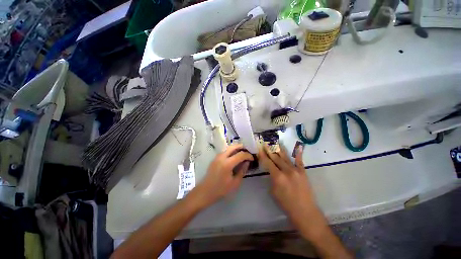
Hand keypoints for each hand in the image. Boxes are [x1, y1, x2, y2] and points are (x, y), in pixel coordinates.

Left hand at [193, 144, 253, 207]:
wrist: (205, 191)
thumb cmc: (221, 190)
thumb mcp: (235, 183)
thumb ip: (242, 171)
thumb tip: (247, 162)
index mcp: (227, 164)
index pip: (240, 154)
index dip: (248, 155)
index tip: (252, 158)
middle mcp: (222, 157)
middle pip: (233, 147)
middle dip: (242, 147)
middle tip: (248, 152)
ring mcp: (217, 156)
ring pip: (229, 147)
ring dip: (236, 148)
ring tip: (242, 153)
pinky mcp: (215, 158)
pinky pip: (225, 151)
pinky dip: (231, 151)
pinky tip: (234, 156)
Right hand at [258, 144, 317, 228]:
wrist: (305, 212)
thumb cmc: (286, 204)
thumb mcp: (273, 191)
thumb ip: (272, 178)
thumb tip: (271, 170)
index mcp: (278, 177)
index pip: (268, 162)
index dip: (263, 155)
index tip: (259, 148)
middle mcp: (286, 170)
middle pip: (276, 157)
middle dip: (269, 150)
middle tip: (265, 143)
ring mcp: (296, 170)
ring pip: (285, 157)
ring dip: (279, 149)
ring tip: (275, 142)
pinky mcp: (303, 172)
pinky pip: (299, 161)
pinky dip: (298, 154)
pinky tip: (298, 147)